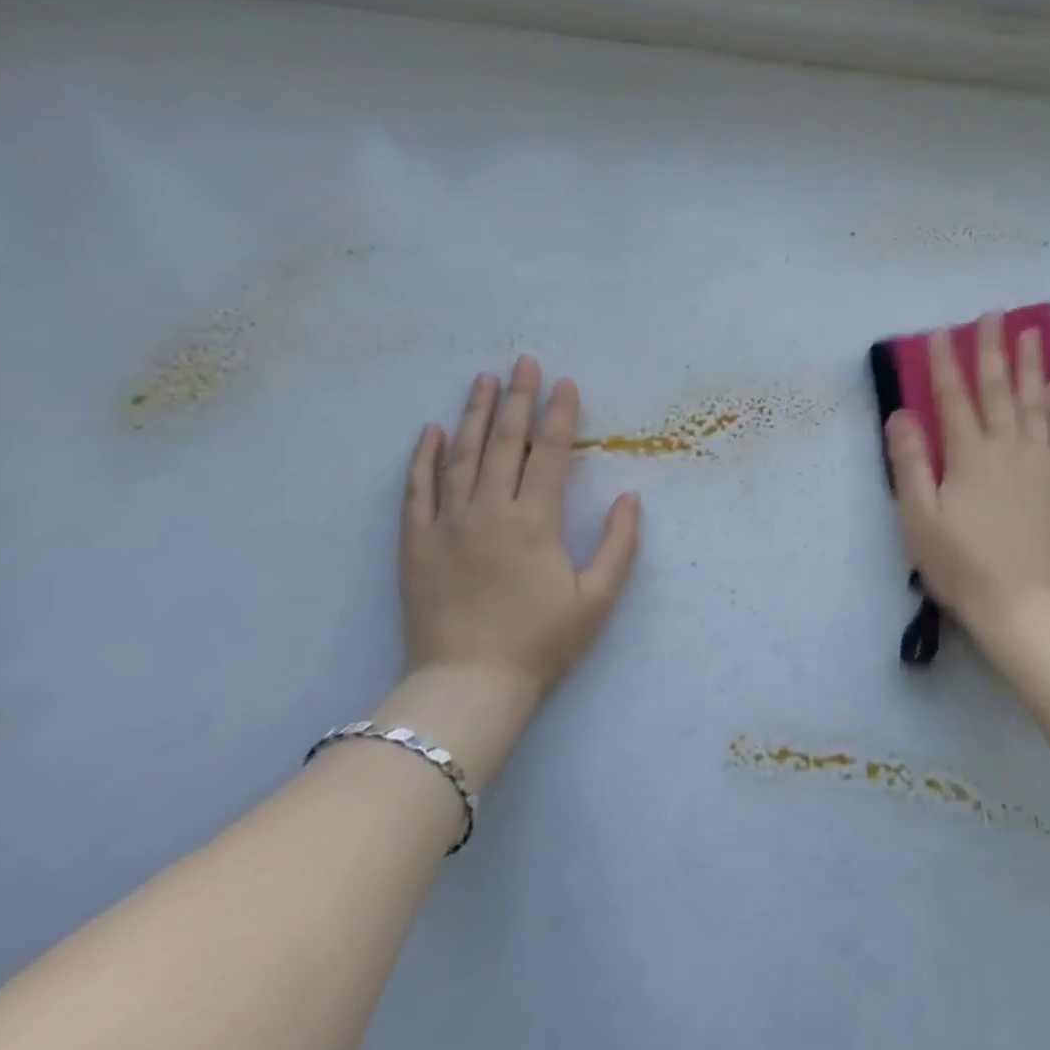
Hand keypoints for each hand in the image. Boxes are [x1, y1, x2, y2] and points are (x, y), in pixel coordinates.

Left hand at [398, 358, 641, 704]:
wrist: (467, 687)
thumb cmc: (540, 642)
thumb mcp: (596, 599)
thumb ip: (619, 544)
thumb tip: (632, 496)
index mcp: (534, 521)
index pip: (548, 452)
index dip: (559, 414)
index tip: (564, 382)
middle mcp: (489, 510)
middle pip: (504, 442)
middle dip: (517, 398)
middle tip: (523, 361)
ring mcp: (448, 524)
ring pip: (462, 456)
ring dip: (475, 414)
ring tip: (483, 380)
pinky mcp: (417, 543)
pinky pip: (418, 490)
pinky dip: (424, 458)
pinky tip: (432, 430)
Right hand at [885, 313, 1049, 647]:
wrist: (1026, 605)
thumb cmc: (962, 563)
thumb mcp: (919, 517)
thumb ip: (910, 461)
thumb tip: (902, 413)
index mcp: (968, 455)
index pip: (953, 397)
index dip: (944, 363)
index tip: (940, 332)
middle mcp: (1007, 447)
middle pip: (998, 388)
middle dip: (992, 349)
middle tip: (992, 314)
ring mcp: (1041, 462)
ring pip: (1035, 402)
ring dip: (1031, 365)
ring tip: (1031, 333)